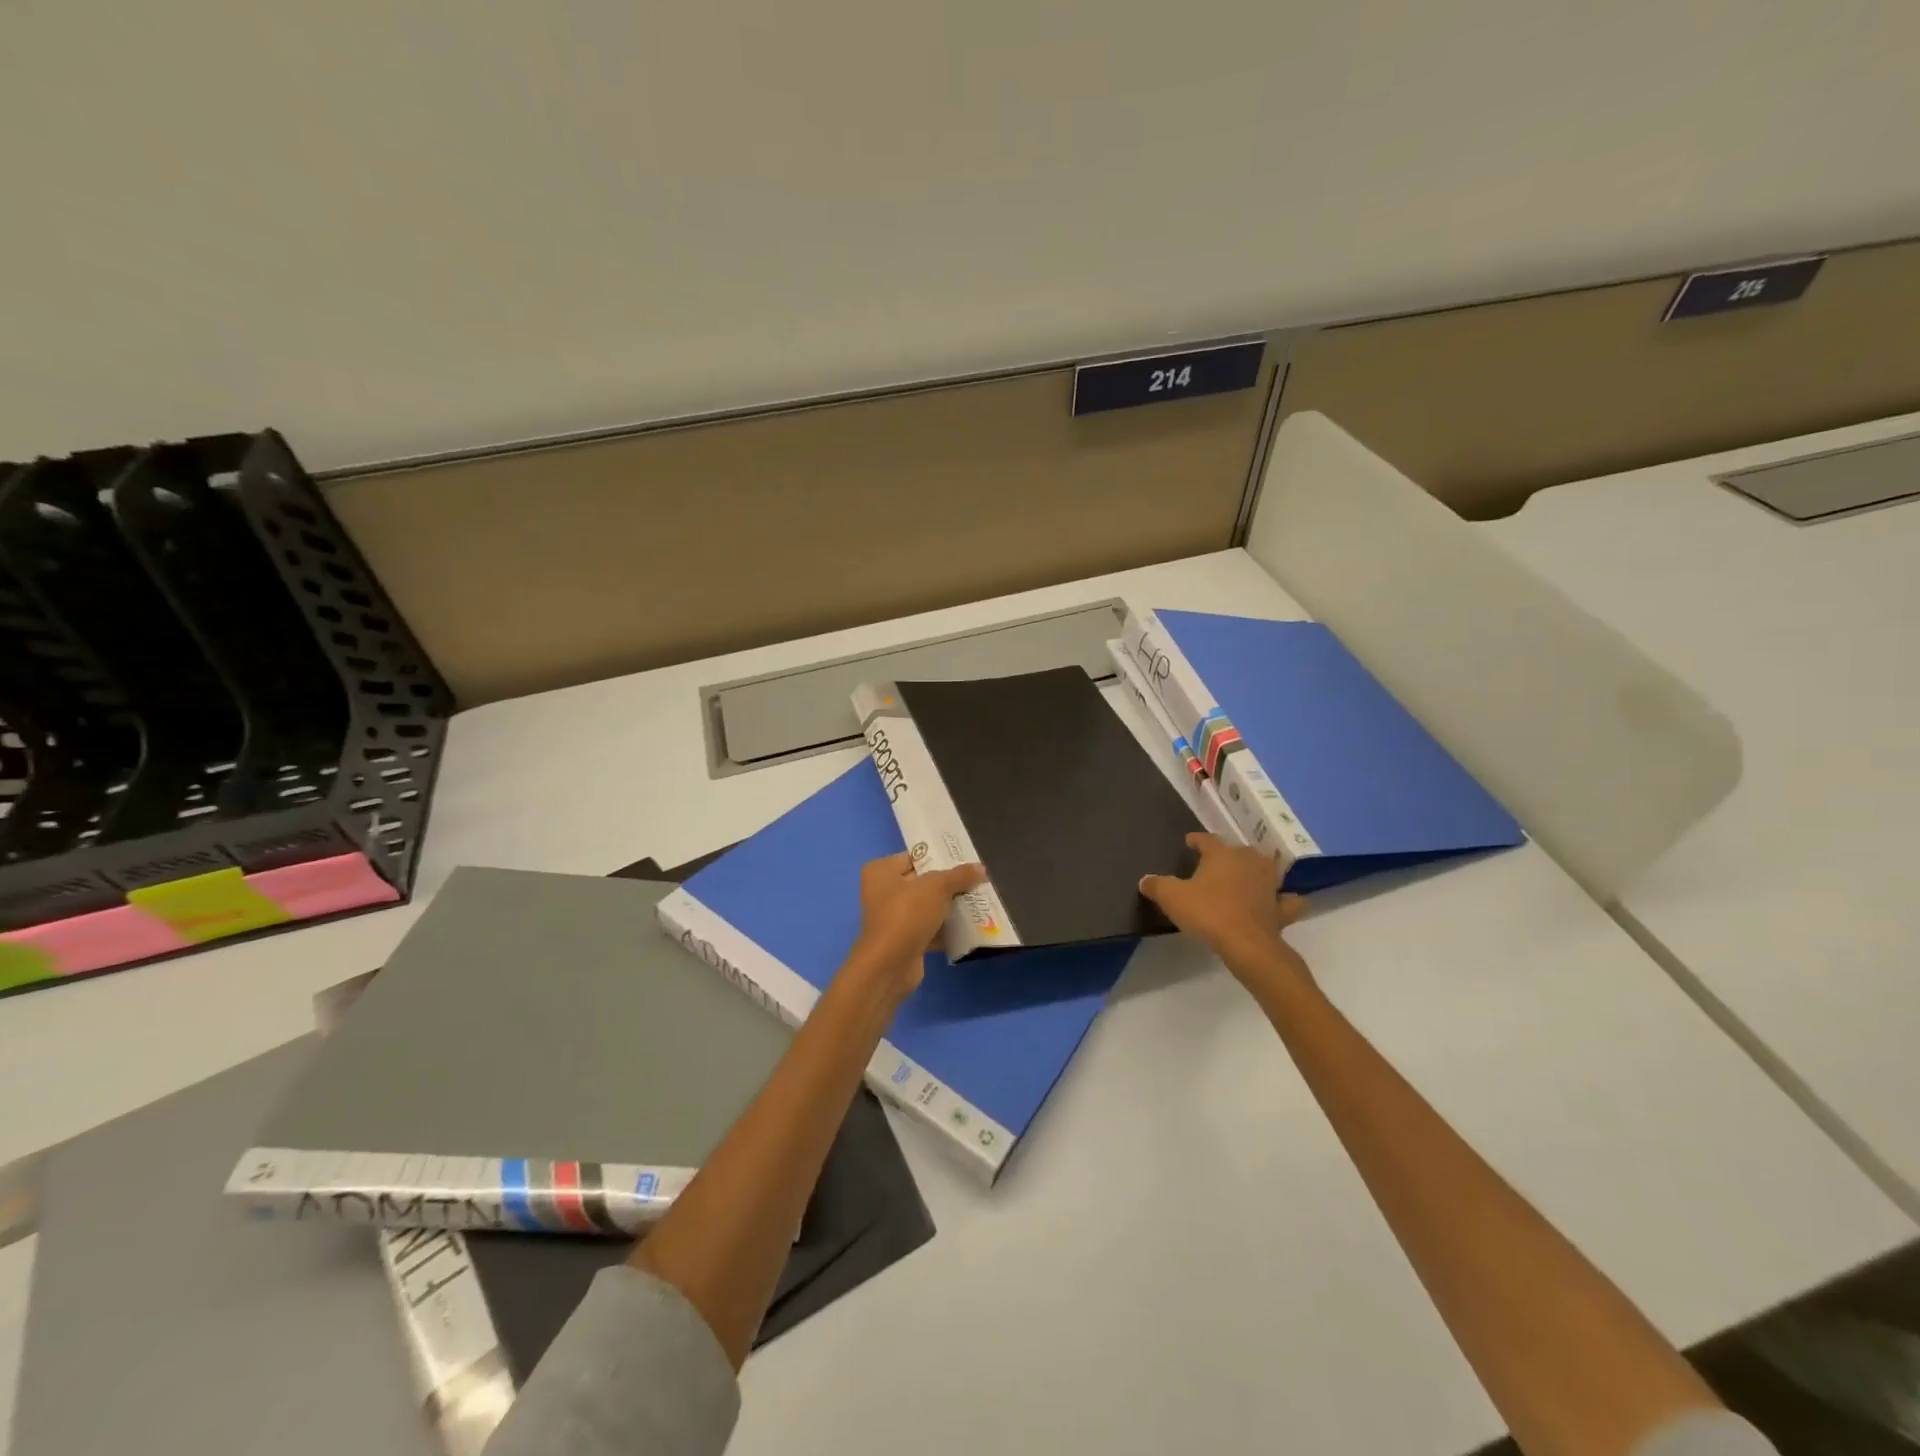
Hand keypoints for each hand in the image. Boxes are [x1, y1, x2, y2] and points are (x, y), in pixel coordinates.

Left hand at [848, 854, 985, 996]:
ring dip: (950, 906)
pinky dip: (946, 928)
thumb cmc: (907, 914)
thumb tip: (980, 868)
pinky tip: (970, 925)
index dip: (940, 857)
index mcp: (881, 871)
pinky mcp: (903, 940)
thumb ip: (959, 875)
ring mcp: (893, 918)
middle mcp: (883, 892)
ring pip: (928, 906)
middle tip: (977, 880)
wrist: (890, 966)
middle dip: (949, 883)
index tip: (966, 859)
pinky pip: (929, 928)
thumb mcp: (937, 887)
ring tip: (979, 900)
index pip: (915, 856)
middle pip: (923, 882)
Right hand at [1140, 833, 1310, 979]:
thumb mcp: (1172, 898)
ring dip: (1258, 870)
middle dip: (1228, 854)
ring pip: (1267, 868)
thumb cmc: (1207, 913)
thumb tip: (1145, 880)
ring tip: (1249, 875)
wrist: (1246, 944)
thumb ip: (1157, 886)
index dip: (1196, 840)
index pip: (1207, 839)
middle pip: (1239, 850)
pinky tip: (1280, 902)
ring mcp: (1269, 884)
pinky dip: (1285, 899)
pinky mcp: (1281, 908)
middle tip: (1216, 863)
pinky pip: (1287, 900)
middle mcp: (1249, 862)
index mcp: (1222, 855)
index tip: (1189, 842)